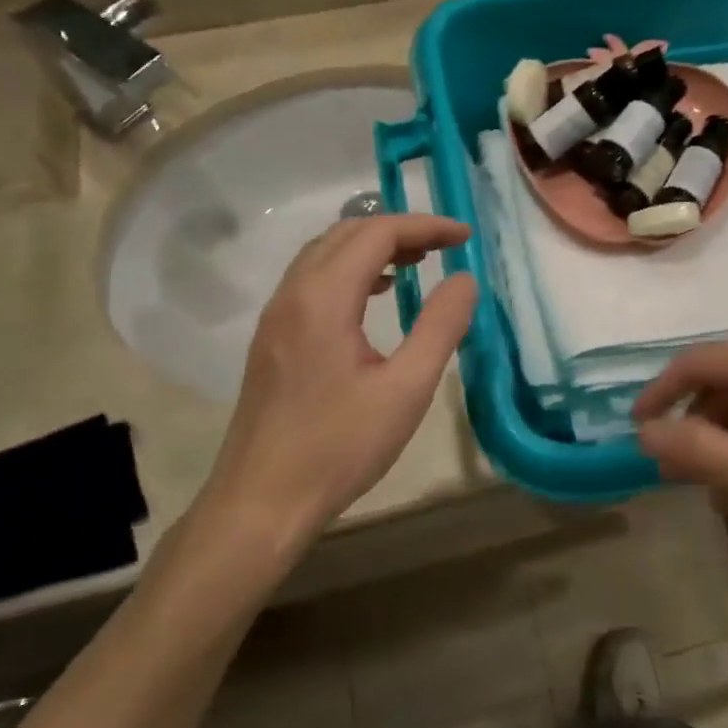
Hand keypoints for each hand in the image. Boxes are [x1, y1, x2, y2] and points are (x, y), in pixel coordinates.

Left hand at [190, 214, 476, 554]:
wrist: (261, 502)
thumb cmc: (339, 447)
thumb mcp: (406, 390)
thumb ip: (440, 327)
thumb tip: (464, 279)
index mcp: (323, 299)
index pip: (377, 233)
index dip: (426, 226)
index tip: (466, 236)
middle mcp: (292, 294)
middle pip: (346, 234)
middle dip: (399, 230)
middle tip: (445, 248)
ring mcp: (275, 317)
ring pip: (324, 255)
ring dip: (371, 248)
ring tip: (416, 264)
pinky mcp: (271, 340)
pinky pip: (311, 282)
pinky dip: (349, 271)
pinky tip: (373, 297)